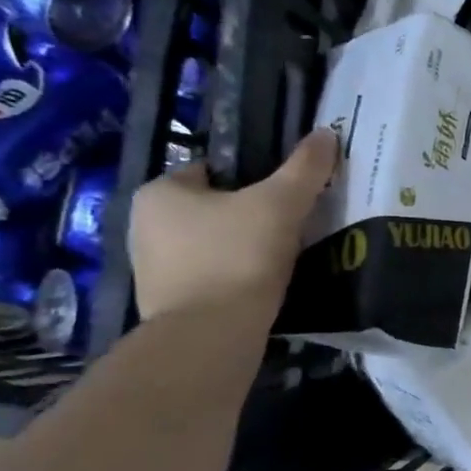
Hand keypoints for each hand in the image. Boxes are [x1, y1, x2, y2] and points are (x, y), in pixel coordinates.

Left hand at [129, 129, 339, 322]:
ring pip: (211, 245)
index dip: (253, 180)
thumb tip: (326, 134)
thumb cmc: (237, 257)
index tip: (284, 198)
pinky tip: (260, 288)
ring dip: (241, 250)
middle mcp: (144, 225)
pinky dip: (233, 279)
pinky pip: (209, 278)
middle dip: (247, 217)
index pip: (212, 170)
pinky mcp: (166, 304)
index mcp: (159, 191)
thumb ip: (305, 169)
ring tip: (279, 260)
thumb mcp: (280, 205)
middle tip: (288, 229)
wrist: (210, 336)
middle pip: (213, 209)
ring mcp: (151, 268)